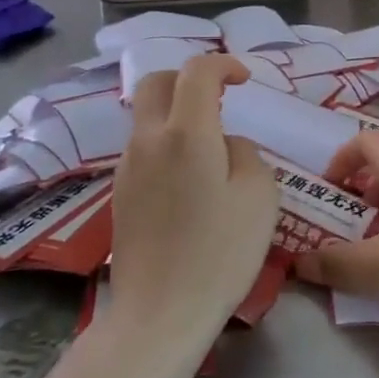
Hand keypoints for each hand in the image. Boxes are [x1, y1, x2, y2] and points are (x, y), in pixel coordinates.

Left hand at [110, 55, 277, 340]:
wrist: (160, 312)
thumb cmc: (221, 252)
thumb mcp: (259, 195)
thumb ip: (244, 153)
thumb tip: (224, 145)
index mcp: (186, 133)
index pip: (197, 72)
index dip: (223, 65)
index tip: (244, 80)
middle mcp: (148, 140)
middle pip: (157, 82)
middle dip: (188, 77)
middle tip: (219, 98)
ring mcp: (127, 167)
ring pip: (147, 116)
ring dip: (177, 112)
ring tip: (211, 147)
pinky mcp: (119, 193)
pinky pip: (144, 148)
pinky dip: (167, 142)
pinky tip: (190, 179)